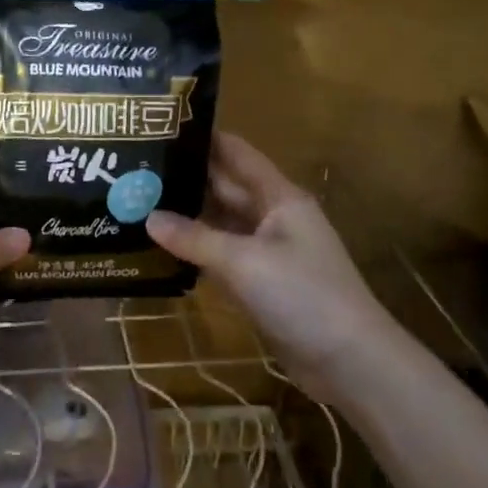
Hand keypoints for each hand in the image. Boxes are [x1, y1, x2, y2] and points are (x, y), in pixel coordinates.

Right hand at [146, 132, 385, 402]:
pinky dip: (196, 250)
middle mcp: (272, 217)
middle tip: (137, 168)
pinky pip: (222, 256)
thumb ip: (195, 239)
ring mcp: (267, 251)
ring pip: (221, 223)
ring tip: (139, 201)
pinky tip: (162, 247)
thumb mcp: (245, 262)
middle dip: (186, 177)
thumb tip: (148, 218)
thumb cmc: (303, 295)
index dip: (204, 138)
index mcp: (279, 197)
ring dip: (187, 215)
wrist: (350, 362)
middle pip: (225, 187)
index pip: (237, 154)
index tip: (162, 126)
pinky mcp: (261, 283)